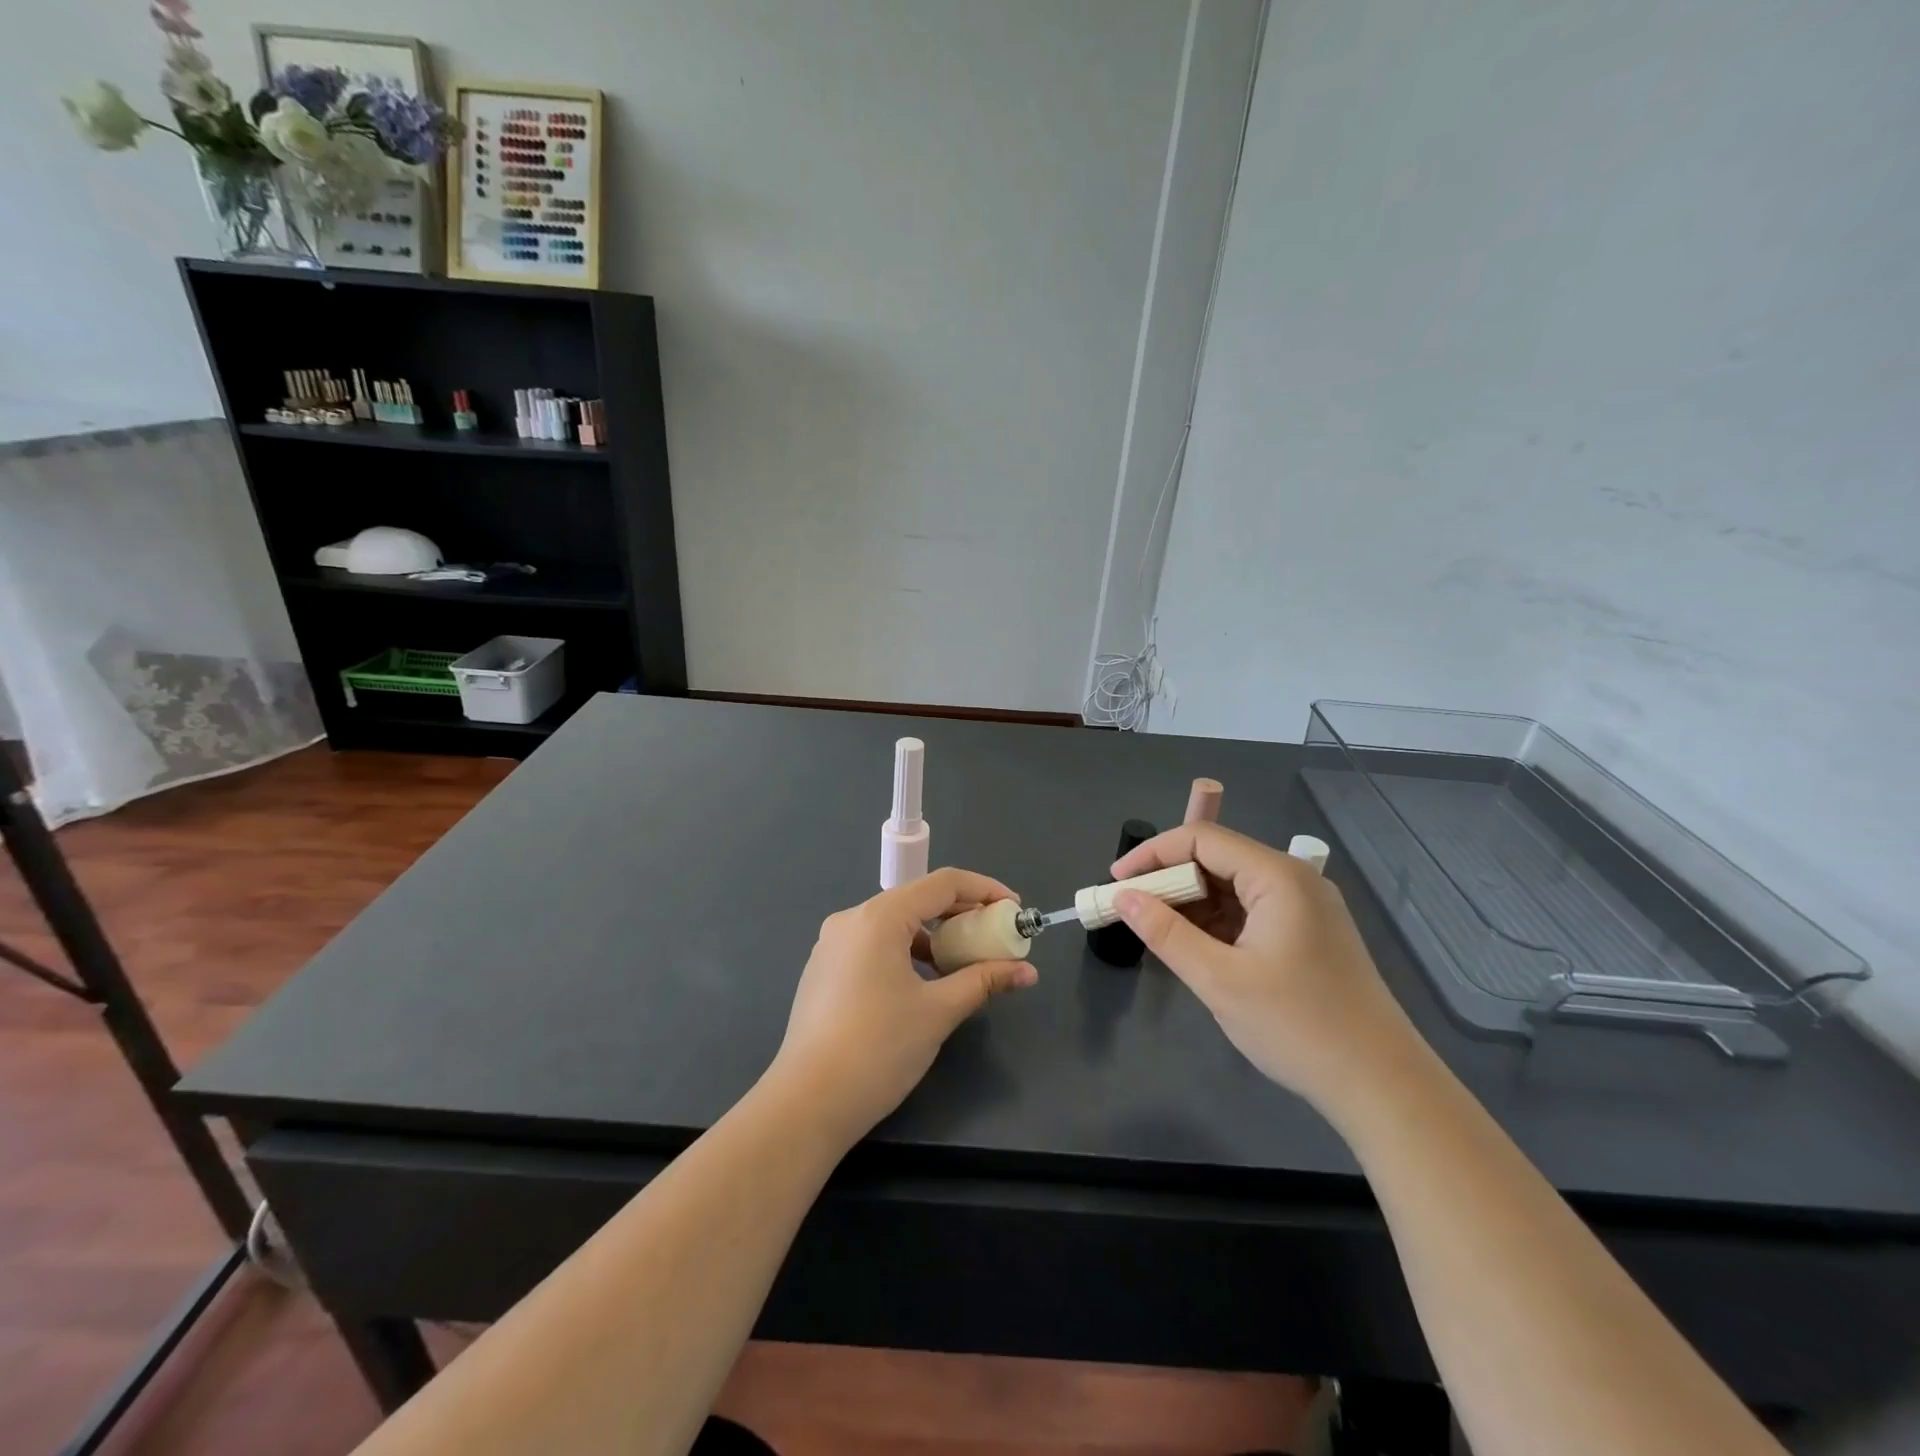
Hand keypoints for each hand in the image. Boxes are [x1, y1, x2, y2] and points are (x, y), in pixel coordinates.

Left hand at [769, 868, 1037, 1145]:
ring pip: (895, 924)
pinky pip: (875, 945)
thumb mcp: (938, 1011)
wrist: (807, 1103)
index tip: (1014, 910)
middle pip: (918, 900)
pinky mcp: (824, 969)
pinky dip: (907, 952)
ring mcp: (832, 944)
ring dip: (934, 936)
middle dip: (962, 915)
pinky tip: (925, 982)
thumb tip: (1027, 971)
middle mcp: (852, 919)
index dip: (985, 890)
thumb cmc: (878, 1049)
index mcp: (879, 917)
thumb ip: (984, 981)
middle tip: (995, 937)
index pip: (943, 884)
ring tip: (964, 964)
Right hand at [1111, 823, 1419, 1108]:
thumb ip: (1166, 933)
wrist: (1382, 1085)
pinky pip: (1250, 911)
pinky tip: (1194, 946)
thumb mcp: (1219, 980)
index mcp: (1278, 876)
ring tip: (1155, 931)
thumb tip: (1123, 898)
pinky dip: (1216, 922)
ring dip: (1191, 903)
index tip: (1116, 882)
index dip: (1152, 854)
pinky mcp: (1309, 933)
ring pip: (1232, 886)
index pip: (1201, 839)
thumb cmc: (1297, 1026)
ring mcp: (1306, 907)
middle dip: (1169, 880)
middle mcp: (1294, 879)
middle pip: (1218, 858)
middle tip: (1131, 910)